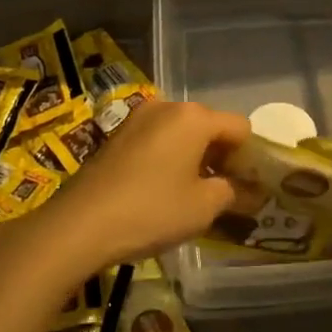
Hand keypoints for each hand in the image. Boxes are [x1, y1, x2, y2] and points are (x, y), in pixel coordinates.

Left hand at [44, 99, 250, 272]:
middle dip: (222, 157)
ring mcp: (139, 118)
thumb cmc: (152, 210)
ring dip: (195, 158)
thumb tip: (252, 191)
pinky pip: (158, 140)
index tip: (248, 188)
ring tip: (193, 195)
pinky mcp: (118, 135)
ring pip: (182, 133)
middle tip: (224, 194)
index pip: (240, 128)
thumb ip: (234, 192)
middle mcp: (168, 107)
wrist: (79, 224)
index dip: (250, 157)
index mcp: (194, 117)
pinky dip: (170, 159)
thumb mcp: (203, 207)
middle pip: (210, 126)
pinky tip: (163, 190)